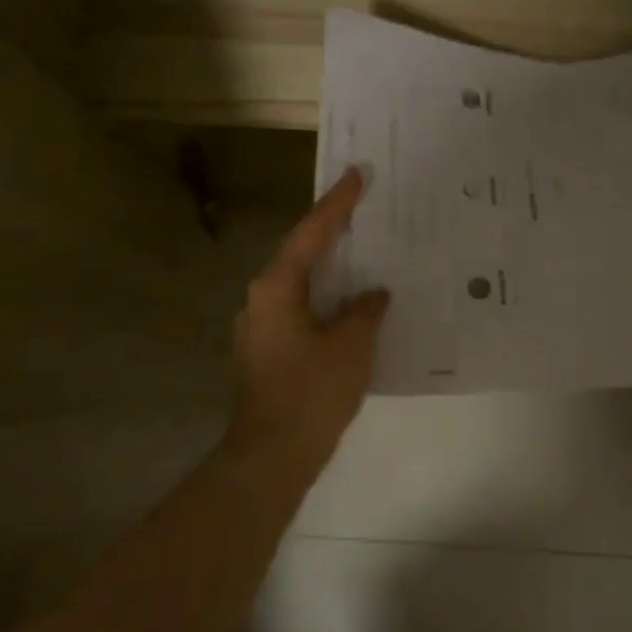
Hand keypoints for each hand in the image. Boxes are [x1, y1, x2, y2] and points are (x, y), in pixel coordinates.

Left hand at [231, 167, 389, 467]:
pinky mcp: (265, 351)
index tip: (356, 174)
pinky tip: (349, 306)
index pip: (311, 233)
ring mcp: (259, 327)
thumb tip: (372, 294)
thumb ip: (365, 310)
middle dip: (331, 232)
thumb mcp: (351, 346)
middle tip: (363, 209)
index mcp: (277, 288)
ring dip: (329, 269)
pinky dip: (324, 299)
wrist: (271, 457)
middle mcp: (260, 299)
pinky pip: (299, 309)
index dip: (337, 203)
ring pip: (299, 284)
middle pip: (300, 254)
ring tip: (362, 254)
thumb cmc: (311, 392)